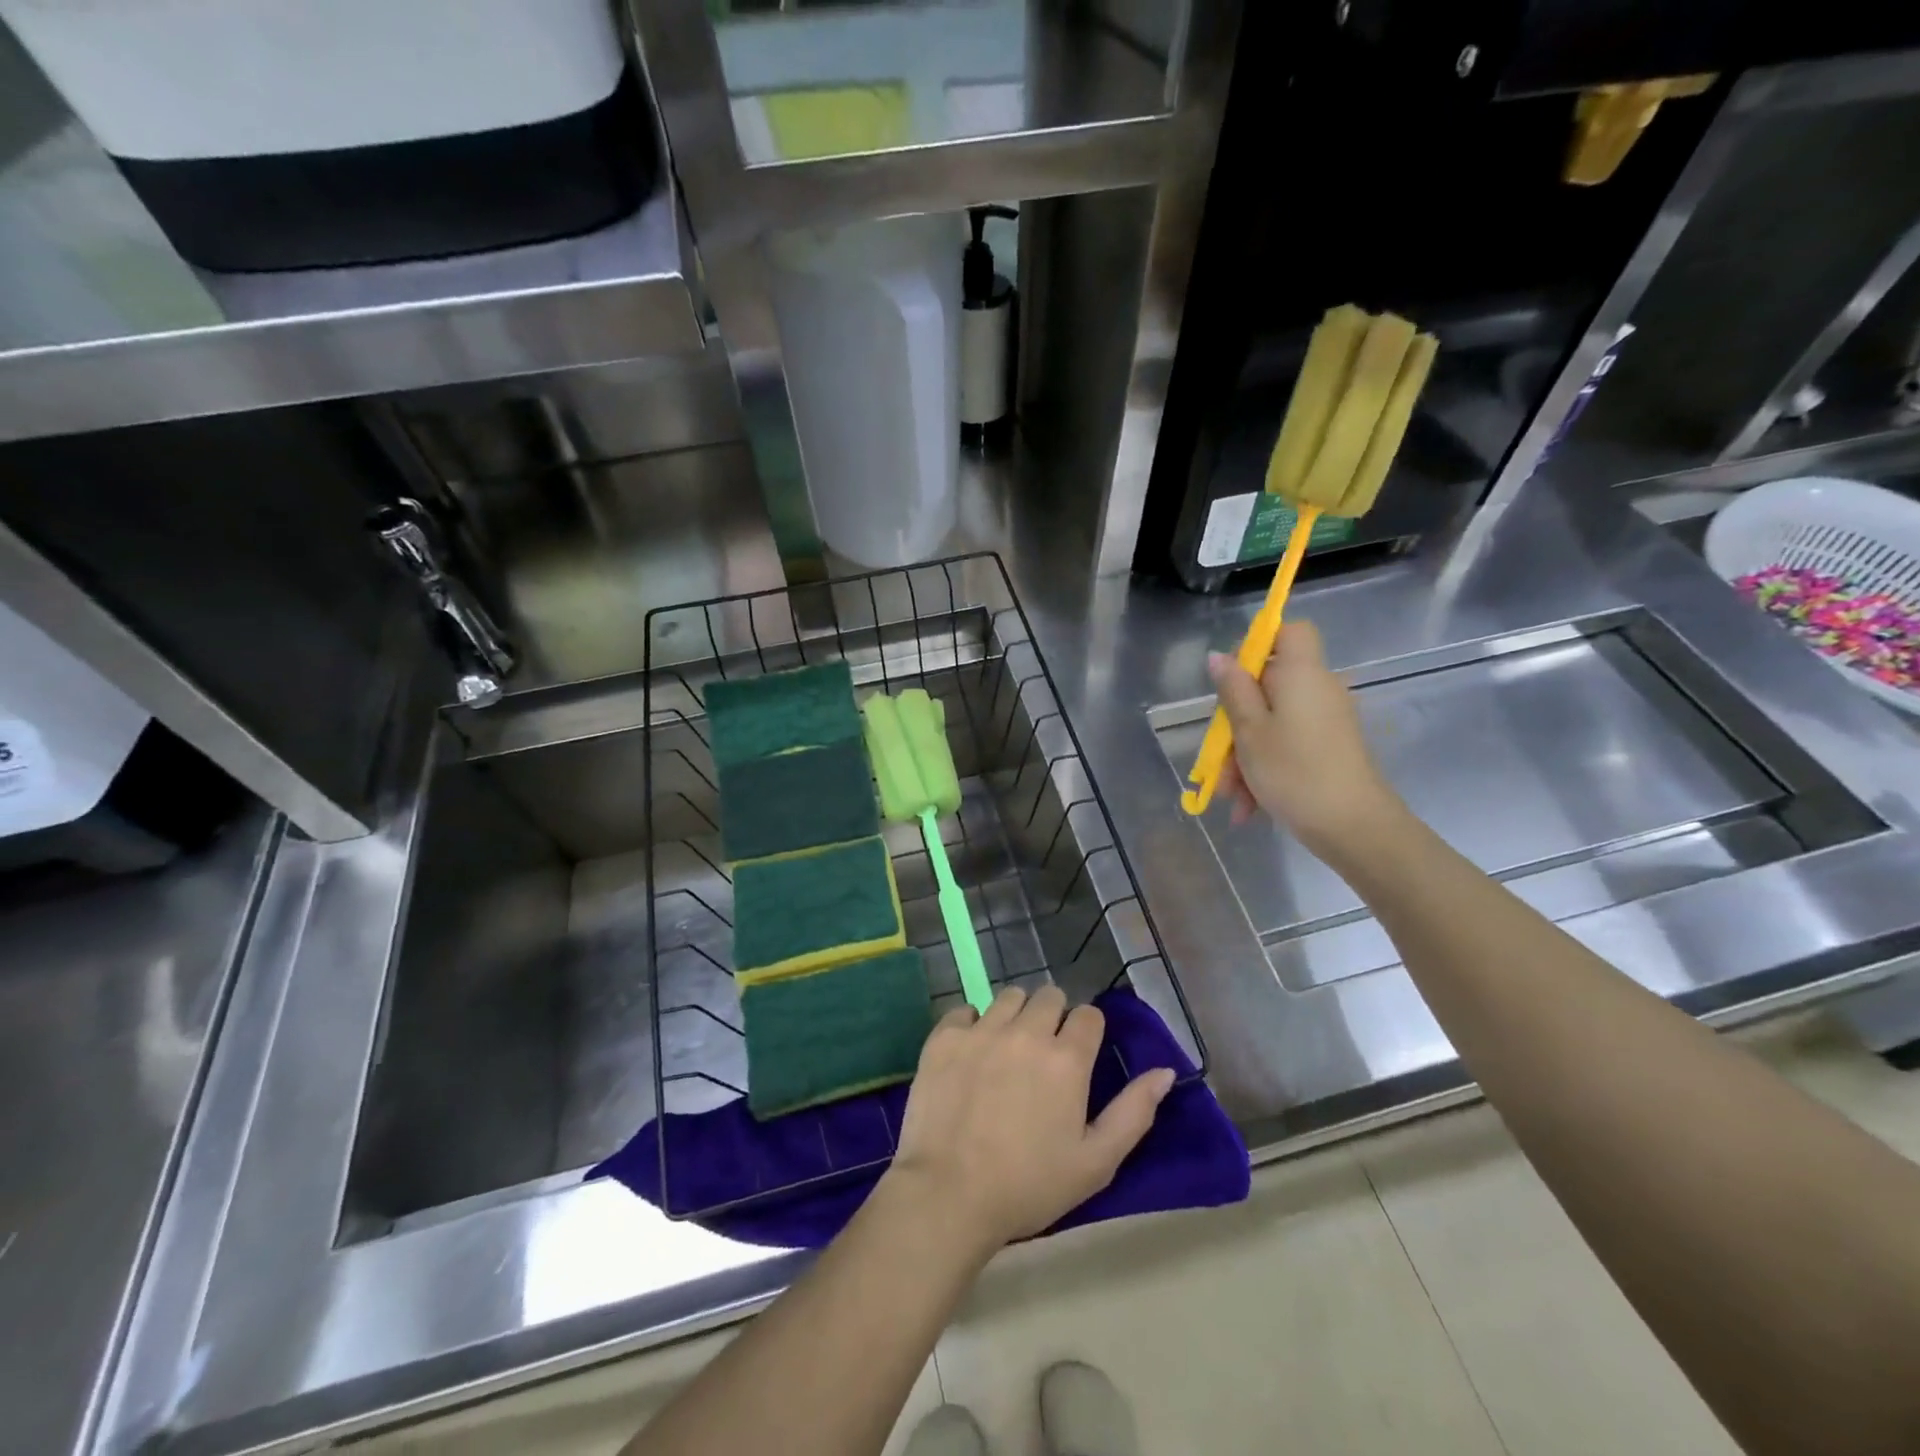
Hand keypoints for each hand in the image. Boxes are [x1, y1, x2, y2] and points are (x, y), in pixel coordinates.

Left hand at [881, 985, 1175, 1257]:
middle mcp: (1027, 1031)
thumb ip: (1134, 1113)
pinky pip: (964, 1011)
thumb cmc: (1029, 1185)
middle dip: (1053, 1015)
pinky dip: (972, 1024)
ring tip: (1008, 1048)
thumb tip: (1164, 1072)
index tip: (1079, 1053)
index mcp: (1067, 1059)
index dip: (1087, 1031)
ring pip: (1008, 997)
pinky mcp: (945, 1037)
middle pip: (1049, 996)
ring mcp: (982, 1030)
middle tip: (1044, 1051)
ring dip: (1015, 1014)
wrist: (949, 1194)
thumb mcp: (1096, 1162)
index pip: (1089, 1015)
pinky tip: (971, 1053)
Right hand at [1209, 620, 1405, 859]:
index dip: (1258, 644)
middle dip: (1236, 723)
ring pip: (1272, 723)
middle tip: (1217, 760)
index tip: (1230, 678)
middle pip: (1268, 686)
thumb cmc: (1295, 772)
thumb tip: (1219, 656)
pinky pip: (1288, 745)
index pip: (1288, 632)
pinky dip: (1265, 768)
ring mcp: (1326, 721)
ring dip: (1244, 756)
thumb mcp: (1250, 731)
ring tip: (1230, 796)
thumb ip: (1233, 691)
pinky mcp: (1330, 748)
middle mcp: (1318, 689)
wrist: (1354, 827)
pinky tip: (1249, 806)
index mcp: (1301, 674)